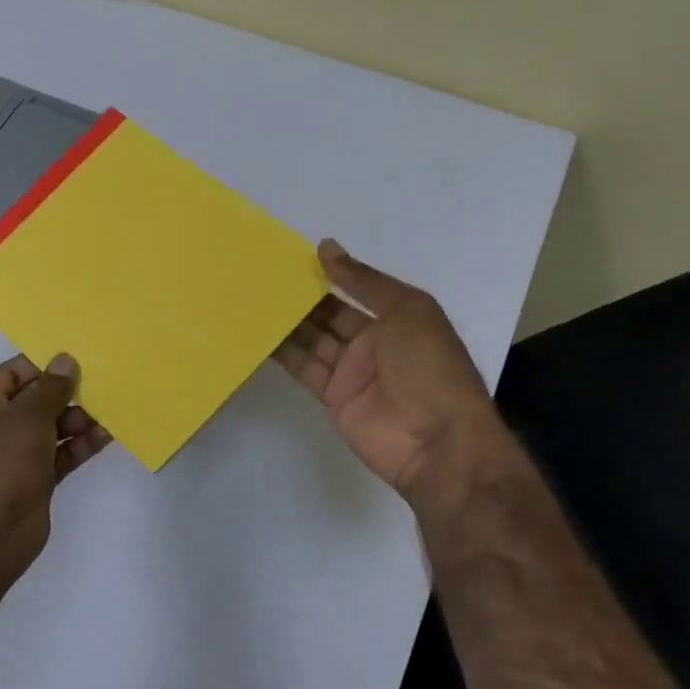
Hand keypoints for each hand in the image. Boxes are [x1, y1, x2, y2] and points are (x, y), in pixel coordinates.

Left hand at [0, 353, 111, 593]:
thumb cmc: (2, 465)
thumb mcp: (26, 418)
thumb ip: (50, 389)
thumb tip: (66, 360)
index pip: (13, 373)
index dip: (43, 365)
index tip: (78, 359)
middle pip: (35, 401)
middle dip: (67, 394)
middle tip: (102, 385)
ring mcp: (17, 456)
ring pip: (52, 428)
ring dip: (79, 419)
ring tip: (110, 411)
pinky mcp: (36, 480)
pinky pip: (61, 454)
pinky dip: (81, 445)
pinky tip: (108, 436)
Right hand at [274, 240, 502, 504]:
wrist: (437, 440)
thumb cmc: (430, 367)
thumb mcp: (407, 310)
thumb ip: (364, 281)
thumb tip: (326, 247)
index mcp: (398, 318)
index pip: (356, 290)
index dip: (328, 274)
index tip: (291, 258)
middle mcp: (373, 342)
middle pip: (330, 315)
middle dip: (301, 298)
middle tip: (263, 278)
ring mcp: (352, 371)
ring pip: (312, 340)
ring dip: (286, 322)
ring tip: (252, 300)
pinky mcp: (333, 396)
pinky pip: (304, 368)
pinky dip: (282, 353)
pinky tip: (257, 334)